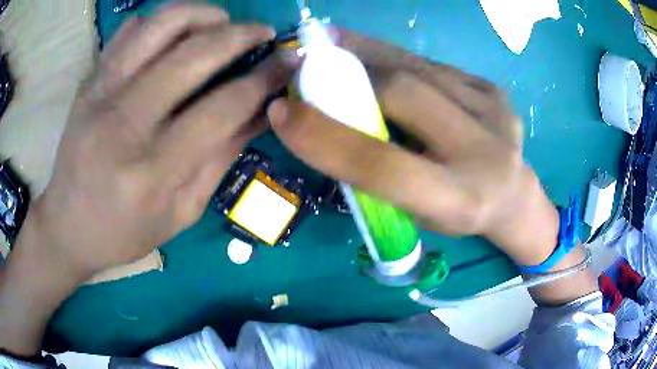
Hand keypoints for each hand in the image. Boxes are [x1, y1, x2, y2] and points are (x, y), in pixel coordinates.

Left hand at [24, 4, 296, 279]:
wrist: (67, 226)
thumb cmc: (124, 231)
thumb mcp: (181, 213)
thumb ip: (221, 159)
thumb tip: (261, 113)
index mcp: (153, 170)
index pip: (222, 107)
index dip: (263, 79)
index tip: (288, 63)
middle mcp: (124, 123)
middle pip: (194, 54)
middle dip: (241, 34)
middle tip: (264, 32)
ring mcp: (100, 94)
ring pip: (160, 25)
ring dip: (202, 14)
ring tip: (222, 22)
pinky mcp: (88, 82)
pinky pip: (129, 30)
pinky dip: (160, 21)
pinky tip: (175, 34)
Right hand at [268, 30, 558, 266]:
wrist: (514, 197)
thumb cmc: (459, 213)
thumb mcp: (415, 212)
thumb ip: (376, 173)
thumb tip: (325, 123)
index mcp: (460, 202)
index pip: (384, 166)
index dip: (327, 137)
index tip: (281, 112)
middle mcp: (485, 153)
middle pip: (404, 96)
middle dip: (349, 78)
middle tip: (309, 64)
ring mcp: (495, 112)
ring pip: (417, 68)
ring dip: (366, 53)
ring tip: (330, 42)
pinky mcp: (493, 90)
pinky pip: (433, 65)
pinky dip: (395, 57)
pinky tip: (373, 54)